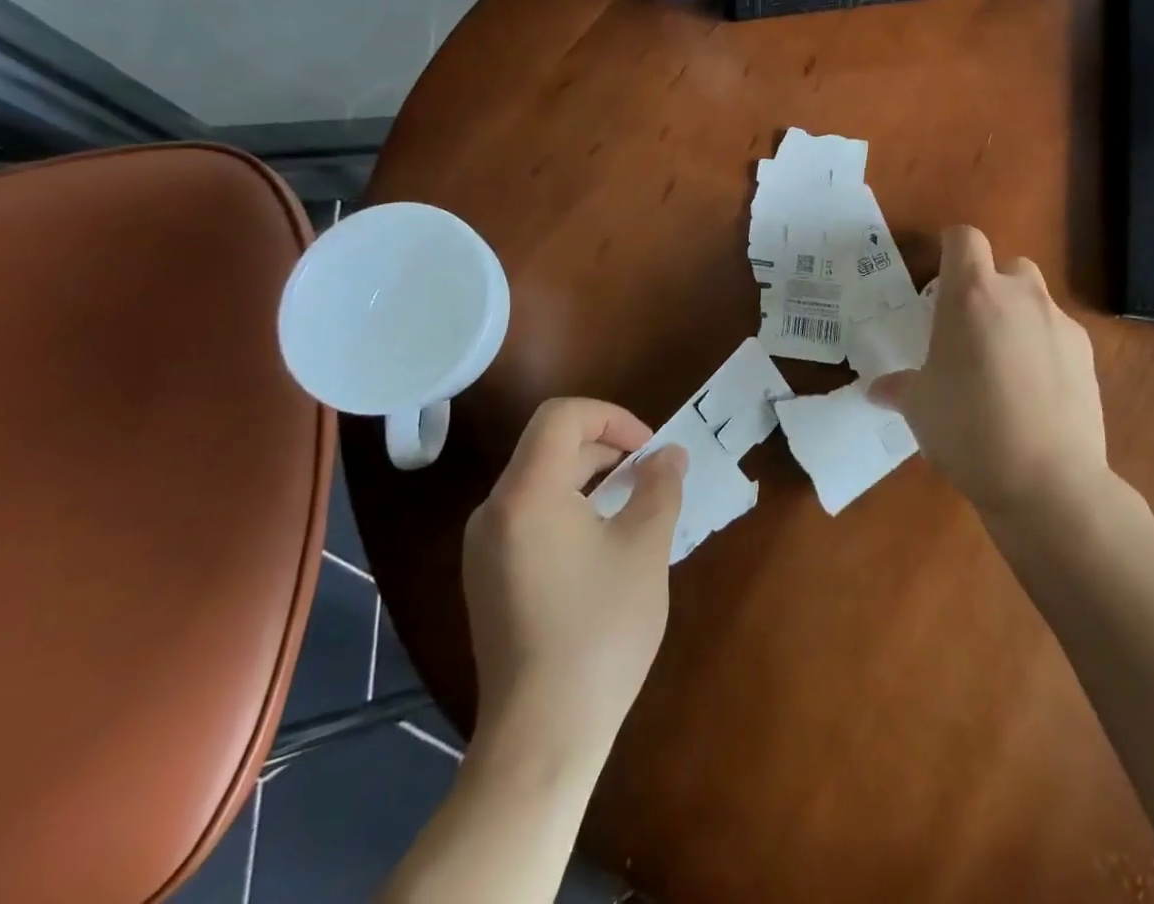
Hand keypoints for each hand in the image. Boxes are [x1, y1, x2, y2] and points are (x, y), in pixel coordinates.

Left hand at [461, 398, 686, 758]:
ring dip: (591, 479)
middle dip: (606, 449)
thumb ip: (660, 487)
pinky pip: (530, 515)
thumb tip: (669, 455)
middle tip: (651, 479)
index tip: (649, 449)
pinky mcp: (487, 577)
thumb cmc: (599, 631)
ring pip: (541, 481)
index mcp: (527, 493)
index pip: (562, 416)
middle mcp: (494, 510)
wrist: (541, 737)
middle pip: (550, 447)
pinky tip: (603, 545)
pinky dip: (570, 508)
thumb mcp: (645, 548)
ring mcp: (484, 547)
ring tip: (634, 509)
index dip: (611, 417)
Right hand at [869, 225, 1108, 517]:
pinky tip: (1036, 393)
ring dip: (1019, 316)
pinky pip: (1059, 334)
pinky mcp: (1087, 353)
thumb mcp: (919, 408)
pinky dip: (1045, 348)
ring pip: (1036, 299)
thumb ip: (899, 387)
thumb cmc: (967, 430)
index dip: (951, 250)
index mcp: (970, 295)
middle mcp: (1019, 295)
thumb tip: (877, 390)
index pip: (964, 238)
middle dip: (990, 287)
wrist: (1047, 481)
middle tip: (971, 329)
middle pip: (1006, 265)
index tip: (940, 279)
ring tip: (1005, 364)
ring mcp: (1059, 322)